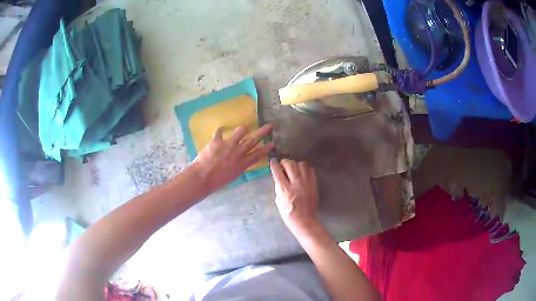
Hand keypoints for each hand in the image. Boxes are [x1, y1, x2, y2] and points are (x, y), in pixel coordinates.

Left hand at [191, 124, 273, 191]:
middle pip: (253, 140)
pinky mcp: (217, 141)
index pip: (258, 154)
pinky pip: (220, 131)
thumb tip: (241, 161)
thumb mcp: (233, 176)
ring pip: (240, 131)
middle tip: (269, 126)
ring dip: (243, 129)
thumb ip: (239, 167)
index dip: (266, 148)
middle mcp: (238, 152)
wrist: (202, 178)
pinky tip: (220, 130)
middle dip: (262, 132)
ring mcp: (228, 145)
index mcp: (242, 164)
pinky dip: (220, 131)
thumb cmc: (217, 182)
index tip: (273, 143)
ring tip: (243, 129)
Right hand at [270, 159, 319, 235]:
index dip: (274, 164)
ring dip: (295, 164)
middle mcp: (296, 183)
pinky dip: (305, 168)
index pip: (277, 171)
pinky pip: (310, 169)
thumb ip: (278, 187)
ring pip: (301, 164)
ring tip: (293, 169)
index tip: (273, 161)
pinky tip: (302, 173)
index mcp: (285, 189)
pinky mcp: (314, 184)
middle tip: (283, 165)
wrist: (304, 221)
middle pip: (290, 164)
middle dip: (284, 162)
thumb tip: (278, 176)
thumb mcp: (278, 201)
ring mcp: (306, 183)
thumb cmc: (288, 214)